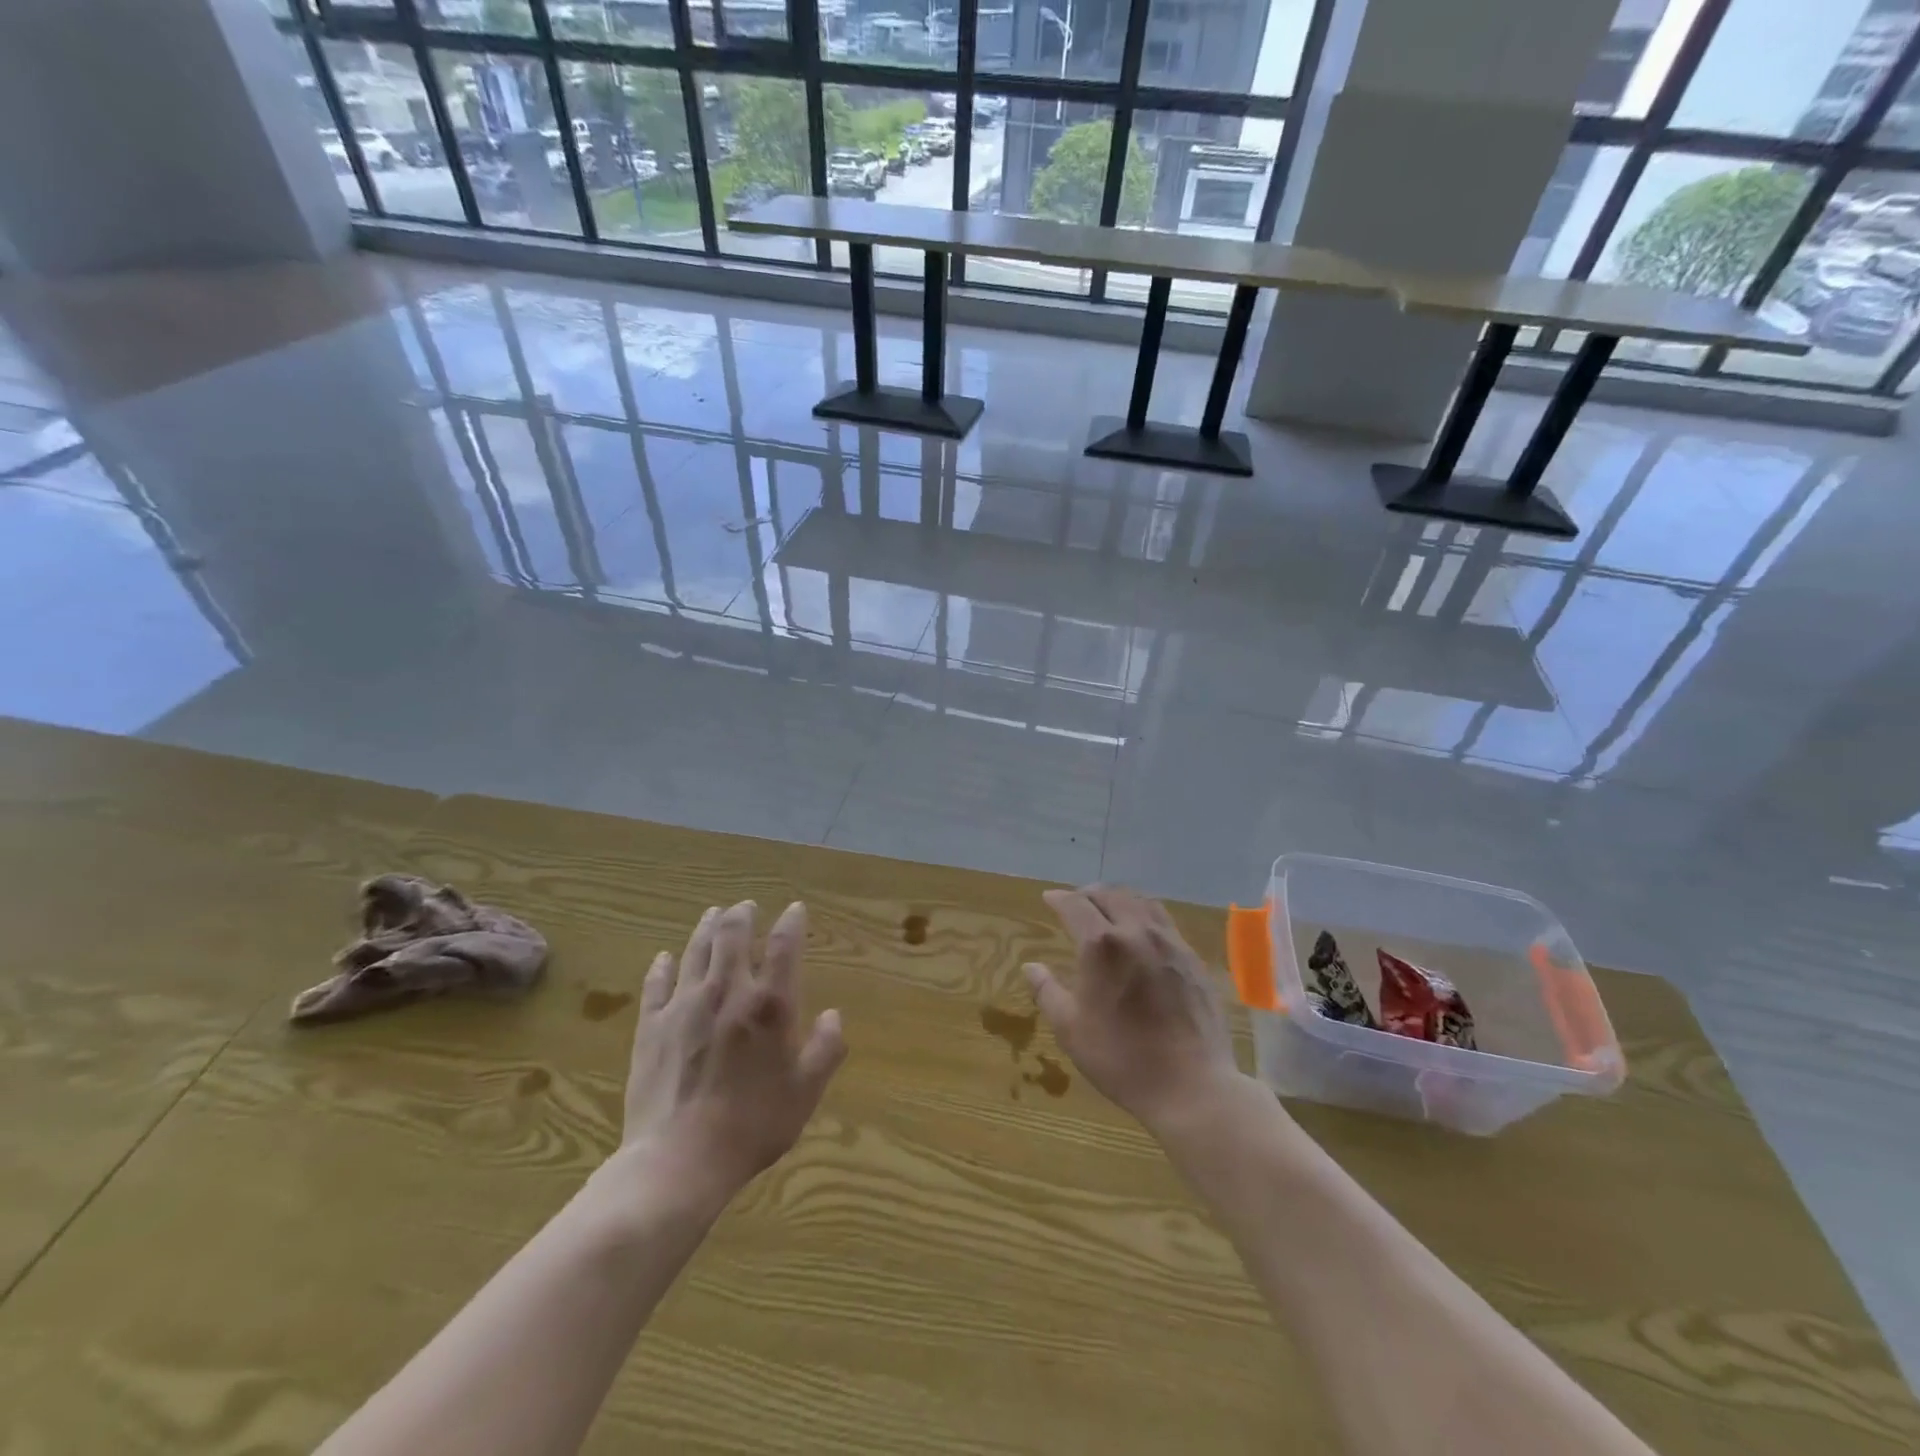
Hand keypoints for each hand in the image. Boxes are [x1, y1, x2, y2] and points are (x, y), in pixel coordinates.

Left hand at [617, 900, 845, 1201]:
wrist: (679, 1161)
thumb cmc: (753, 1126)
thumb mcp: (805, 1091)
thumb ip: (825, 1049)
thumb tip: (833, 1015)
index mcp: (770, 1005)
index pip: (784, 946)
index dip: (792, 922)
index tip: (795, 909)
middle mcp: (727, 992)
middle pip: (732, 936)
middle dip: (741, 915)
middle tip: (746, 905)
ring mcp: (684, 1006)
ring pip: (695, 951)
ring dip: (706, 928)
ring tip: (713, 913)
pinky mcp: (651, 1027)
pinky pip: (656, 985)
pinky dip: (662, 966)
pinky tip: (664, 957)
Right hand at [1026, 885, 1239, 1135]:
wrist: (1192, 1086)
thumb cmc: (1122, 1059)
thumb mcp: (1071, 1030)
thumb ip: (1047, 992)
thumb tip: (1031, 966)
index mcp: (1102, 945)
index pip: (1075, 905)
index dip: (1058, 898)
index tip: (1048, 898)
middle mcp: (1136, 932)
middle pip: (1110, 894)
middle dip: (1087, 893)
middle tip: (1075, 902)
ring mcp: (1169, 942)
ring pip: (1140, 901)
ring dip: (1118, 898)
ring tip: (1107, 909)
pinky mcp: (1192, 958)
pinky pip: (1164, 920)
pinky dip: (1144, 913)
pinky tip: (1141, 932)